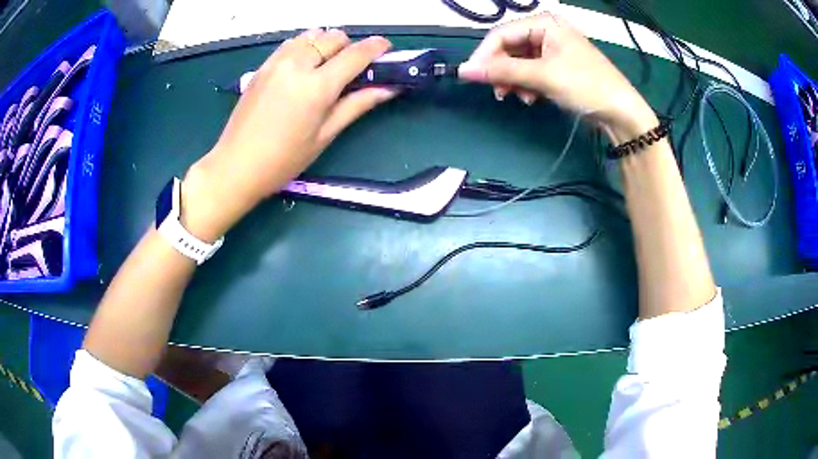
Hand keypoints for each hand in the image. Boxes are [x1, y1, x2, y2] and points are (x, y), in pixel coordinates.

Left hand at [181, 29, 397, 240]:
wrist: (236, 165)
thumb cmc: (284, 159)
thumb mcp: (325, 135)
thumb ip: (357, 105)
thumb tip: (389, 89)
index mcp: (317, 86)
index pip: (356, 54)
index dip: (376, 47)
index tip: (386, 49)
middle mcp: (298, 65)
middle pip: (334, 37)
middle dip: (350, 47)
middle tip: (351, 68)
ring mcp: (277, 62)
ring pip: (312, 35)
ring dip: (326, 44)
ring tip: (325, 66)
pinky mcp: (263, 66)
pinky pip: (292, 43)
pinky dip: (305, 46)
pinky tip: (304, 67)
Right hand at [458, 13, 657, 142]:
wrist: (621, 112)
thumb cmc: (585, 86)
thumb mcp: (542, 76)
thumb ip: (502, 71)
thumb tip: (463, 71)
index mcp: (544, 23)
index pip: (502, 34)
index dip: (484, 56)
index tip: (471, 78)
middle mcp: (546, 31)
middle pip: (510, 47)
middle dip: (502, 71)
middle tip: (498, 93)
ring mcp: (553, 49)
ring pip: (519, 61)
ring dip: (514, 80)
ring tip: (518, 98)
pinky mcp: (558, 66)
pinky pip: (531, 71)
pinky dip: (527, 85)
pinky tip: (532, 98)